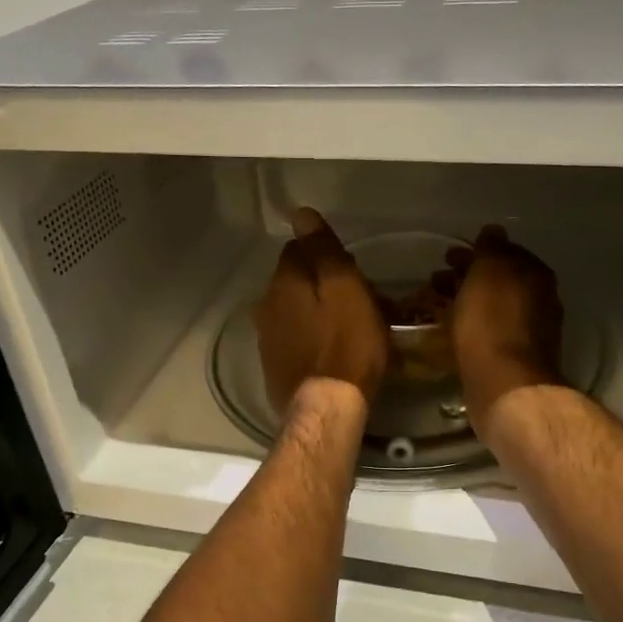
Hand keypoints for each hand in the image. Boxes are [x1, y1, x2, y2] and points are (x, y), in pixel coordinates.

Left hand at [254, 208, 389, 417]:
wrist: (326, 407)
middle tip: (356, 300)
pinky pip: (292, 338)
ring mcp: (266, 337)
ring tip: (346, 327)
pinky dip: (308, 337)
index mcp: (284, 281)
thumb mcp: (346, 289)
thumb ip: (323, 250)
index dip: (326, 255)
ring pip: (292, 310)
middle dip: (320, 283)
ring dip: (313, 311)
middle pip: (294, 280)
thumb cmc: (347, 344)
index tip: (352, 272)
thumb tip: (300, 213)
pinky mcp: (273, 365)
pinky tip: (328, 351)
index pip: (298, 249)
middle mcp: (266, 304)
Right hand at [445, 224, 564, 436]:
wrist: (505, 384)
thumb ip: (491, 248)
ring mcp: (529, 331)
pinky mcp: (514, 358)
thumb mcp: (489, 271)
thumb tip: (494, 231)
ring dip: (465, 301)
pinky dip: (469, 324)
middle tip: (436, 279)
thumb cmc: (493, 321)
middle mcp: (540, 299)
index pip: (506, 252)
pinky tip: (450, 330)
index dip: (477, 251)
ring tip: (435, 305)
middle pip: (498, 280)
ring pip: (492, 306)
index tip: (449, 256)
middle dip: (468, 276)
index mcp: (536, 274)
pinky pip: (488, 330)